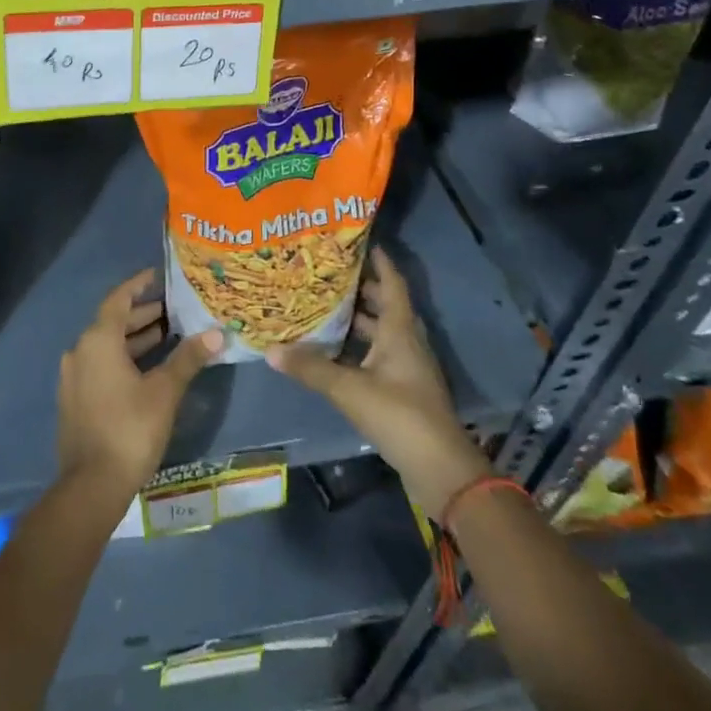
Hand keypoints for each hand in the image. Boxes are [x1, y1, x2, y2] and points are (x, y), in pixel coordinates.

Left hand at [57, 270, 222, 504]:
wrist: (91, 486)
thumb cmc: (130, 429)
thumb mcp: (165, 392)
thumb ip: (188, 359)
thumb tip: (217, 334)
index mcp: (98, 340)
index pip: (118, 299)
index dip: (138, 285)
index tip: (158, 276)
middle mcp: (80, 351)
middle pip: (112, 322)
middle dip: (142, 314)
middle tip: (172, 310)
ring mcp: (74, 377)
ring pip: (106, 346)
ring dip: (134, 339)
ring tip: (166, 336)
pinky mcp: (75, 399)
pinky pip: (100, 365)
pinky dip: (123, 359)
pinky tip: (146, 369)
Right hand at [268, 247, 488, 514]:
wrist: (441, 469)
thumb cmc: (400, 415)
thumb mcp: (350, 389)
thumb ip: (310, 368)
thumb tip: (270, 349)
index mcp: (400, 330)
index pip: (392, 283)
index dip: (379, 260)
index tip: (358, 241)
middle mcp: (407, 341)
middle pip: (385, 304)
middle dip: (360, 287)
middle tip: (327, 272)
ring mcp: (408, 367)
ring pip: (381, 331)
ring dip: (358, 318)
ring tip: (324, 305)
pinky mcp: (404, 390)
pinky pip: (379, 354)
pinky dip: (358, 346)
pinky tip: (333, 350)